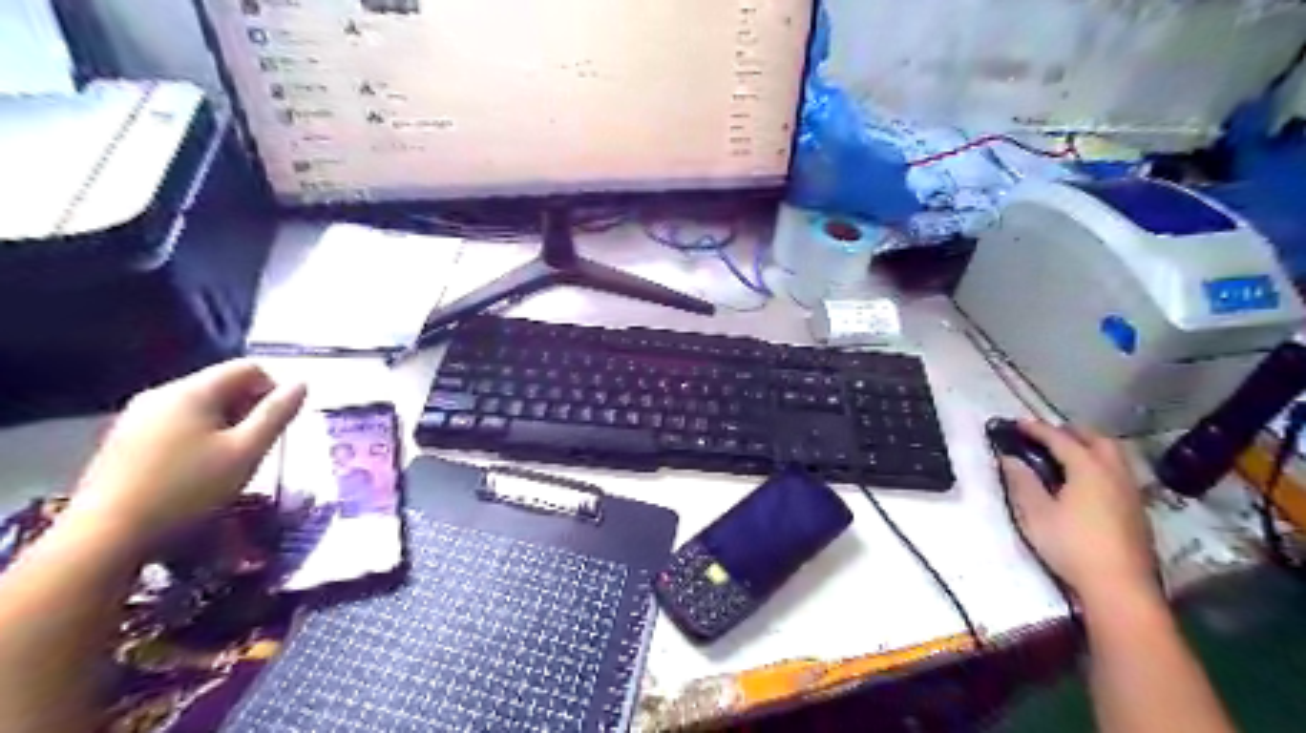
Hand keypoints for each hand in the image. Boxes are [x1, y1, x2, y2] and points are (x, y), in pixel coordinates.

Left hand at [68, 360, 310, 549]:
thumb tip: (302, 383)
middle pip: (222, 385)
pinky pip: (175, 425)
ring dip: (224, 426)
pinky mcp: (123, 441)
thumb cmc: (189, 489)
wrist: (106, 537)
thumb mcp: (247, 451)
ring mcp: (136, 417)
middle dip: (249, 410)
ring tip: (229, 462)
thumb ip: (277, 413)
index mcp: (193, 391)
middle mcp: (161, 394)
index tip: (278, 425)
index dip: (274, 390)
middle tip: (257, 447)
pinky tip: (195, 472)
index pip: (248, 368)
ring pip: (199, 407)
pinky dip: (197, 439)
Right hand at [1004, 421, 1157, 602]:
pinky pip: (1119, 474)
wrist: (1119, 587)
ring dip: (1090, 448)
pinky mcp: (1137, 511)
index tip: (1017, 424)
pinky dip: (1101, 466)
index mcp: (1088, 468)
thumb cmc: (1072, 545)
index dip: (1037, 429)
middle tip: (1048, 435)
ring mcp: (1131, 492)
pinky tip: (1087, 483)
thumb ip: (1022, 482)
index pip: (1061, 439)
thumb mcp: (1036, 513)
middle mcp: (1114, 473)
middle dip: (1072, 432)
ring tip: (1068, 455)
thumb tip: (1009, 459)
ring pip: (1114, 456)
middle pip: (1097, 440)